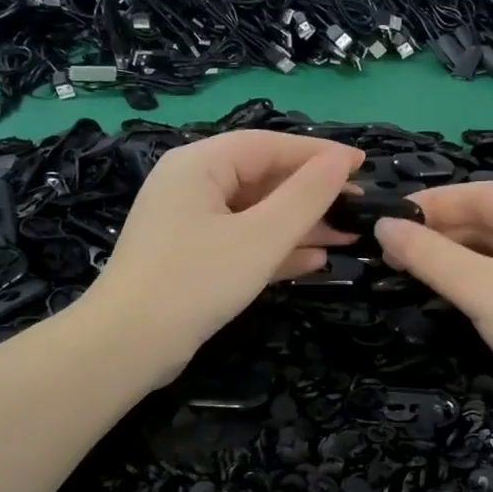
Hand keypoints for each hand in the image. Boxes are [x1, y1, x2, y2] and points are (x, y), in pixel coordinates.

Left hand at [77, 130, 360, 381]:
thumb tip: (342, 161)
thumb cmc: (196, 281)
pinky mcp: (192, 259)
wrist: (128, 346)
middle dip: (312, 195)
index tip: (364, 165)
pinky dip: (275, 249)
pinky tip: (314, 261)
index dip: (319, 153)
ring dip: (300, 225)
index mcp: (199, 164)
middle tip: (359, 208)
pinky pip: (241, 242)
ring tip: (348, 237)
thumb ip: (305, 197)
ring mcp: (189, 224)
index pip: (269, 145)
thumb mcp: (260, 237)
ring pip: (255, 214)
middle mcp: (191, 185)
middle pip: (262, 178)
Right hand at [374, 182, 492, 434]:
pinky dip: (471, 283)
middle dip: (437, 236)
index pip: (477, 193)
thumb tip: (382, 226)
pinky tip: (442, 294)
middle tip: (386, 254)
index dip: (429, 205)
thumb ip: (430, 257)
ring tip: (403, 273)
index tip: (384, 219)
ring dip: (450, 261)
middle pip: (484, 222)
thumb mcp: (484, 290)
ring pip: (491, 253)